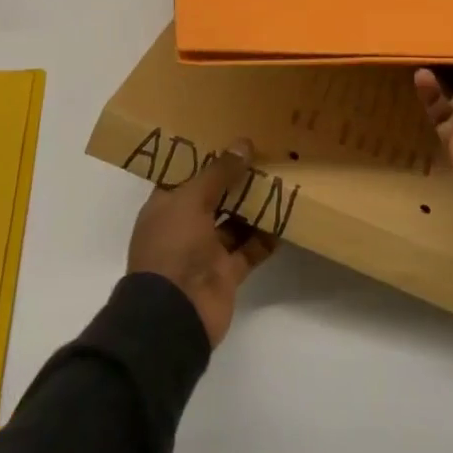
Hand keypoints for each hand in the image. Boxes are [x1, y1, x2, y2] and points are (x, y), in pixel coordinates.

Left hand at [128, 139, 277, 347]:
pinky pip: (250, 249)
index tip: (233, 139)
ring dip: (255, 206)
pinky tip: (286, 218)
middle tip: (266, 156)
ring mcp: (206, 251)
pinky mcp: (227, 272)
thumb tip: (244, 144)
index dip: (207, 159)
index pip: (186, 176)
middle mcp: (184, 226)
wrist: (174, 314)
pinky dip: (266, 237)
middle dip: (237, 180)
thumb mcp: (191, 200)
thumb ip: (219, 172)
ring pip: (235, 222)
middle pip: (215, 197)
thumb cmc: (173, 247)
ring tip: (282, 181)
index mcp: (166, 207)